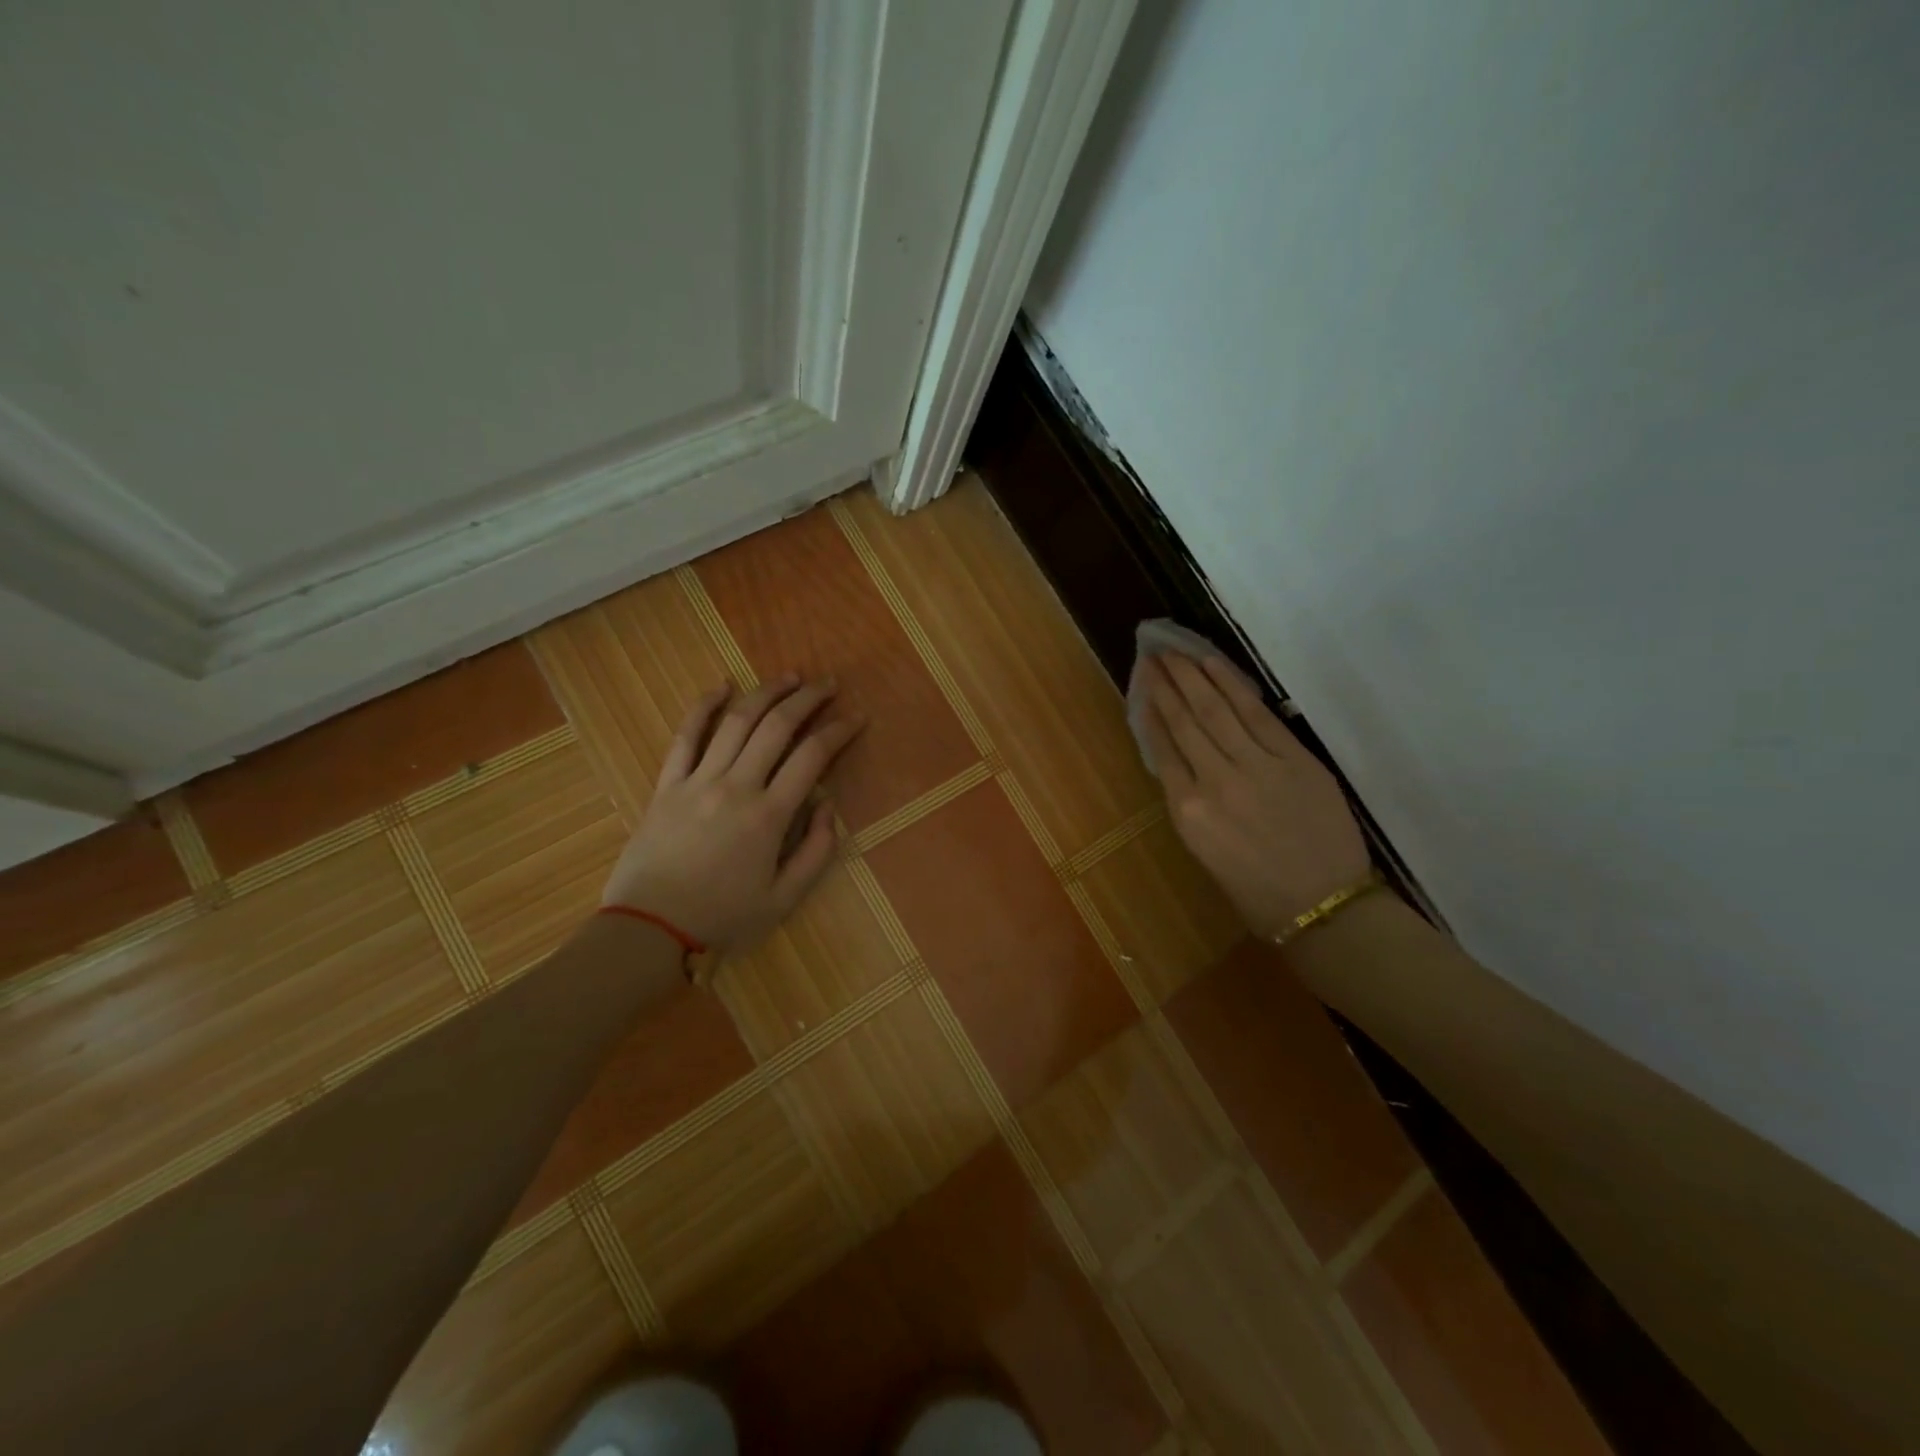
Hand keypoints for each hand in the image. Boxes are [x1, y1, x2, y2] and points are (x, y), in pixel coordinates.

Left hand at [601, 675, 861, 953]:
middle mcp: (736, 786)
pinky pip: (686, 736)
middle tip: (829, 683)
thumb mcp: (784, 899)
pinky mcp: (667, 783)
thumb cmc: (721, 916)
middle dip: (808, 699)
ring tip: (789, 677)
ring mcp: (697, 780)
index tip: (857, 717)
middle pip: (777, 727)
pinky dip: (704, 707)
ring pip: (736, 722)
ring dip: (766, 693)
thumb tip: (828, 805)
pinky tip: (722, 686)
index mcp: (769, 816)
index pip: (812, 757)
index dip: (839, 731)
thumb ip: (816, 852)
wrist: (648, 927)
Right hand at [1141, 652, 1370, 939]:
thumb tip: (1181, 759)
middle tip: (1153, 652)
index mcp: (1187, 812)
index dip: (1151, 710)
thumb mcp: (1204, 850)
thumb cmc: (1256, 890)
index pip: (1162, 748)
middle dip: (1166, 683)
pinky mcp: (1293, 758)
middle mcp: (1214, 782)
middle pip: (1184, 722)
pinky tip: (1214, 666)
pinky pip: (1256, 715)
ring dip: (1192, 676)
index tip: (1142, 682)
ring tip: (1175, 650)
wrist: (1323, 906)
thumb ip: (1189, 801)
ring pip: (1215, 710)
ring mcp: (1256, 767)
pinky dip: (1232, 686)